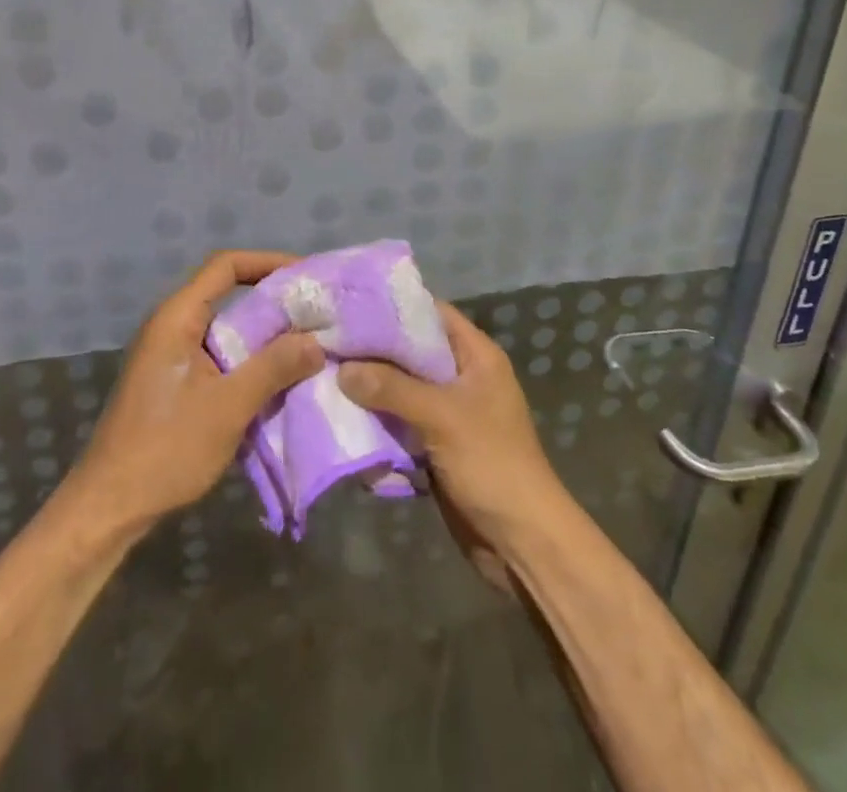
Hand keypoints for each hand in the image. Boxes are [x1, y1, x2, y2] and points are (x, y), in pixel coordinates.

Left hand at [60, 251, 323, 540]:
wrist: (110, 505)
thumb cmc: (166, 448)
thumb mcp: (228, 406)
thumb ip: (273, 368)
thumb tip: (315, 341)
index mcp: (177, 317)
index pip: (225, 266)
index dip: (267, 262)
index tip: (306, 274)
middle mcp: (172, 326)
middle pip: (227, 294)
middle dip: (273, 301)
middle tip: (317, 313)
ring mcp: (171, 355)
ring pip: (226, 329)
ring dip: (264, 335)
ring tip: (308, 343)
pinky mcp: (174, 382)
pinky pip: (219, 356)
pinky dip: (249, 360)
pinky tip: (279, 380)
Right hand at [337, 302, 569, 558]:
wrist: (521, 543)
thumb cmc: (492, 465)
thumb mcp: (442, 417)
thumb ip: (391, 388)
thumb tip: (342, 369)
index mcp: (476, 356)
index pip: (431, 312)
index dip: (393, 306)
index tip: (350, 304)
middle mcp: (462, 376)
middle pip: (410, 350)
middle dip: (372, 349)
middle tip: (328, 340)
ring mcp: (448, 411)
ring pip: (401, 387)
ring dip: (370, 387)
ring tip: (325, 374)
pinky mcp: (435, 443)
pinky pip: (400, 420)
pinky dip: (377, 419)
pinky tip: (343, 415)